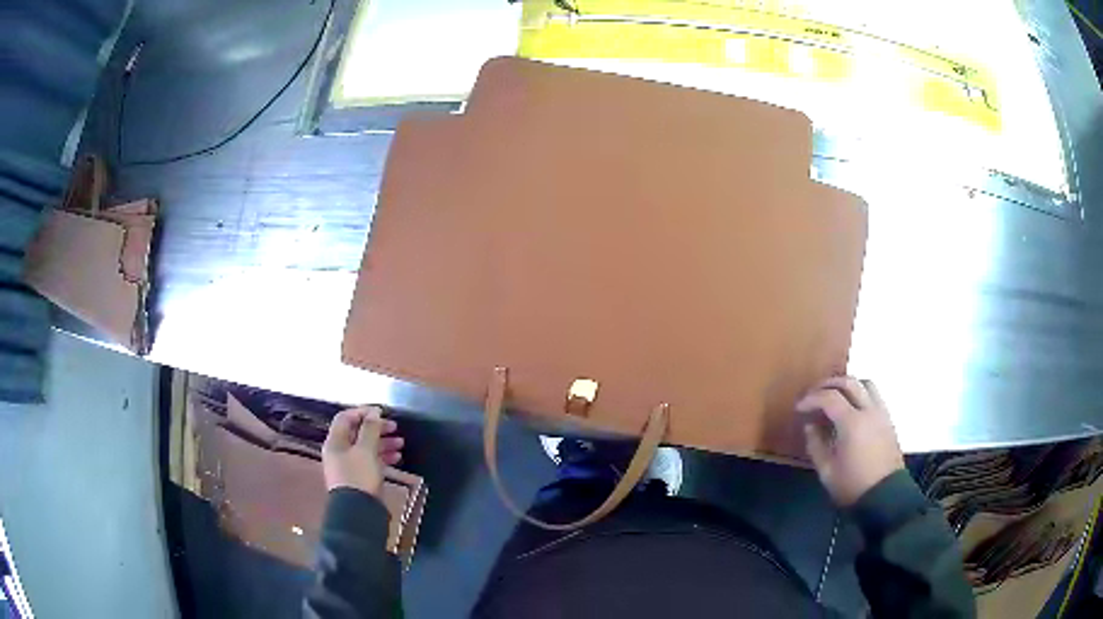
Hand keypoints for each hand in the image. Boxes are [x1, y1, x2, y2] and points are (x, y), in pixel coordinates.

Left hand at [322, 406, 403, 495]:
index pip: (345, 418)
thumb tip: (374, 412)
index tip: (381, 412)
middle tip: (394, 427)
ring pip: (366, 447)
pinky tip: (397, 458)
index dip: (362, 412)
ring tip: (400, 443)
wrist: (358, 511)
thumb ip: (370, 429)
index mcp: (335, 442)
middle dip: (376, 428)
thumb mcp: (365, 450)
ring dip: (383, 443)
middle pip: (357, 433)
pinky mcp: (360, 478)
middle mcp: (340, 451)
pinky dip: (383, 457)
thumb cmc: (359, 476)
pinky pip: (371, 461)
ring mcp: (350, 466)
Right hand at [796, 377, 903, 506]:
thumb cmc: (852, 485)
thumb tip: (810, 425)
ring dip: (847, 385)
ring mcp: (881, 413)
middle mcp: (869, 410)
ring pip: (865, 384)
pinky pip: (874, 396)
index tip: (799, 407)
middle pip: (849, 382)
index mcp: (852, 423)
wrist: (885, 496)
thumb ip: (815, 444)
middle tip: (814, 394)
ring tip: (834, 397)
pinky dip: (860, 394)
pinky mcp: (888, 420)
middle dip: (828, 384)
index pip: (829, 397)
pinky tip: (851, 409)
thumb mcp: (826, 471)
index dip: (811, 398)